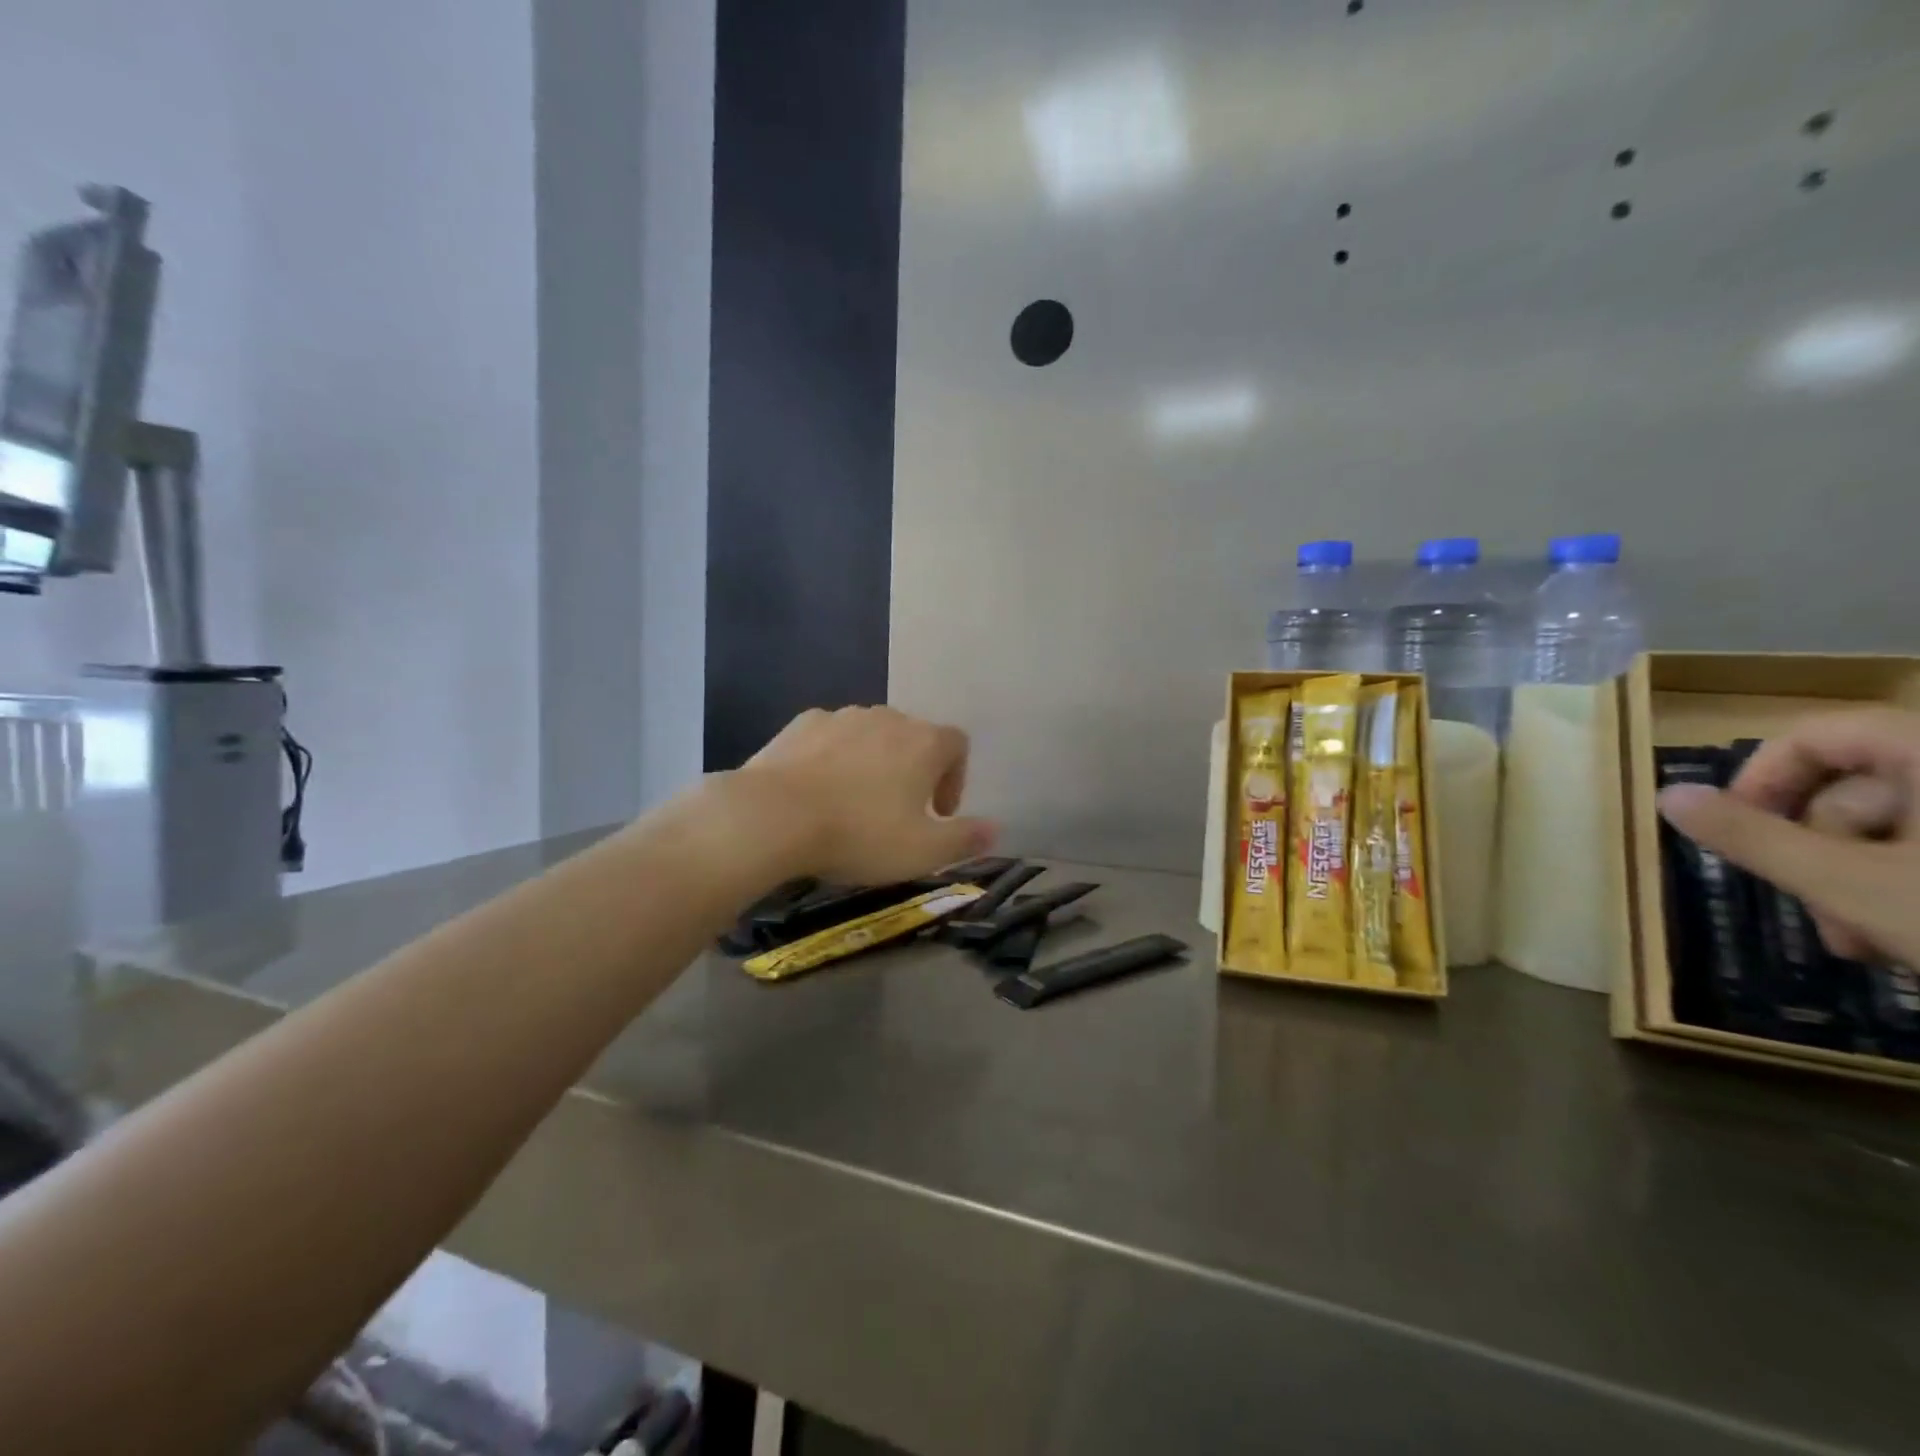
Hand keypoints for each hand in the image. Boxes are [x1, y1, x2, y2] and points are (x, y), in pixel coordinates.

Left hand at [739, 706, 996, 885]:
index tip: (939, 813)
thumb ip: (966, 839)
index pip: (958, 745)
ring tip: (856, 802)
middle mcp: (888, 718)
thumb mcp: (923, 852)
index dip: (956, 778)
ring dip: (874, 762)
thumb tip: (996, 829)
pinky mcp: (802, 723)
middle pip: (914, 737)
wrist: (775, 816)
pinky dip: (834, 757)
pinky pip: (831, 737)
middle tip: (899, 812)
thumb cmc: (860, 834)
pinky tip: (818, 789)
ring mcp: (842, 716)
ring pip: (871, 735)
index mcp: (925, 742)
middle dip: (914, 770)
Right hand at [1656, 707, 1919, 966]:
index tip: (1735, 829)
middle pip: (1859, 791)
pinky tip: (1909, 939)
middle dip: (1819, 854)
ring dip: (1860, 883)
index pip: (1820, 735)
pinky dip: (1911, 891)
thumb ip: (1751, 837)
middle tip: (1813, 916)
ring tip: (1864, 944)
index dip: (1762, 777)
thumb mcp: (1852, 885)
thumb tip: (1666, 795)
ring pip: (1903, 831)